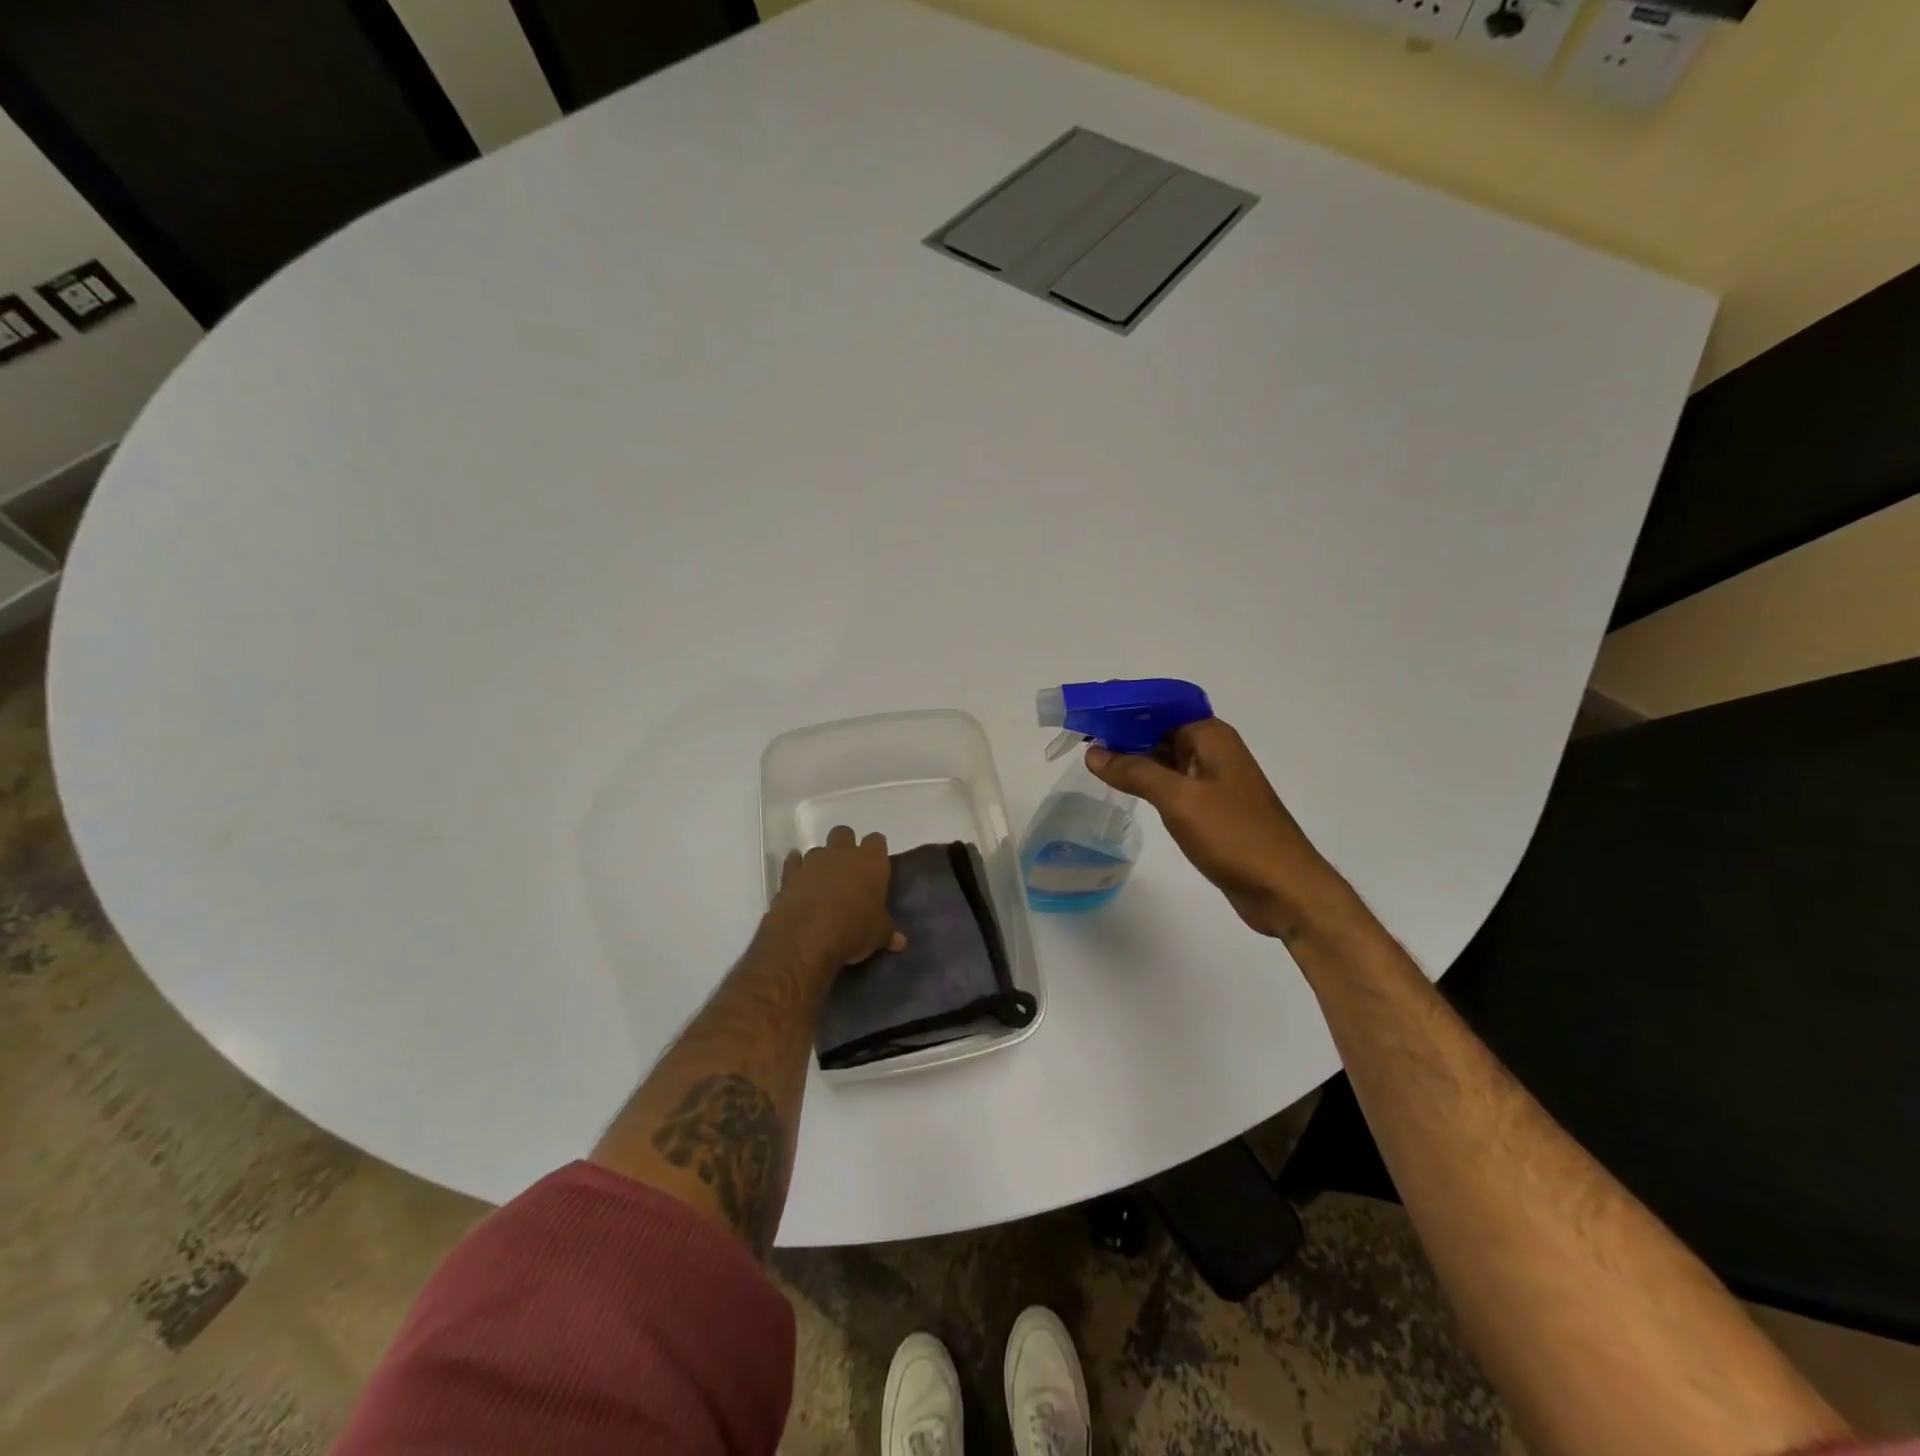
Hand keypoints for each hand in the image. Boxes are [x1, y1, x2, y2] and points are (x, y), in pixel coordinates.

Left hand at [768, 825, 905, 967]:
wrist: (806, 938)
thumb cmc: (853, 930)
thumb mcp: (878, 935)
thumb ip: (889, 933)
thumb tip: (901, 941)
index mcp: (870, 861)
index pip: (877, 841)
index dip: (876, 852)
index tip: (876, 867)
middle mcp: (842, 853)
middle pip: (844, 834)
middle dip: (846, 847)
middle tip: (849, 871)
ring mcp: (813, 861)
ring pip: (818, 849)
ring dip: (821, 862)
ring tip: (823, 884)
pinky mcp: (790, 874)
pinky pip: (793, 862)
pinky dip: (796, 868)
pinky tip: (799, 880)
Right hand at [1086, 719, 1357, 943]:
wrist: (1284, 889)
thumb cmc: (1235, 836)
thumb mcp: (1179, 799)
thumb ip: (1135, 771)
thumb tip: (1094, 752)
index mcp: (1211, 737)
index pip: (1159, 707)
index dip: (1123, 707)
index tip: (1087, 713)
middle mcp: (1213, 751)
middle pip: (1160, 729)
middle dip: (1123, 731)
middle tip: (1079, 736)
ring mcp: (1213, 780)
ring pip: (1164, 757)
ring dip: (1133, 756)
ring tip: (1091, 758)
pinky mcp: (1211, 808)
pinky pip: (1172, 782)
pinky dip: (1147, 780)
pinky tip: (1122, 786)